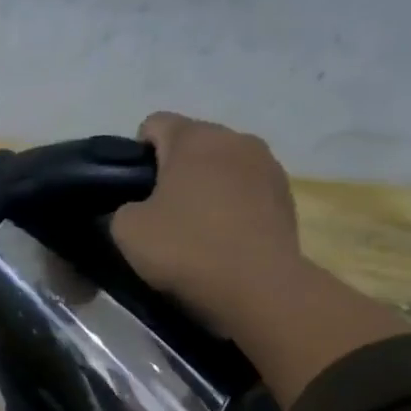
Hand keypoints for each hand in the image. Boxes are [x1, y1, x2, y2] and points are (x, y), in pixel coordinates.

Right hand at [110, 112, 302, 321]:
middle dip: (174, 169)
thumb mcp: (127, 231)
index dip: (135, 154)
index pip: (154, 124)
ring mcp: (268, 165)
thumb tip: (137, 208)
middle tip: (159, 212)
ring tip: (196, 227)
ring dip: (207, 186)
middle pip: (193, 143)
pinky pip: (247, 190)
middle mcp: (236, 139)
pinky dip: (232, 206)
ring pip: (223, 166)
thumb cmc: (186, 248)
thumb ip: (123, 208)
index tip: (131, 189)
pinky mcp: (287, 196)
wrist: (258, 286)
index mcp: (194, 138)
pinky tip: (224, 238)